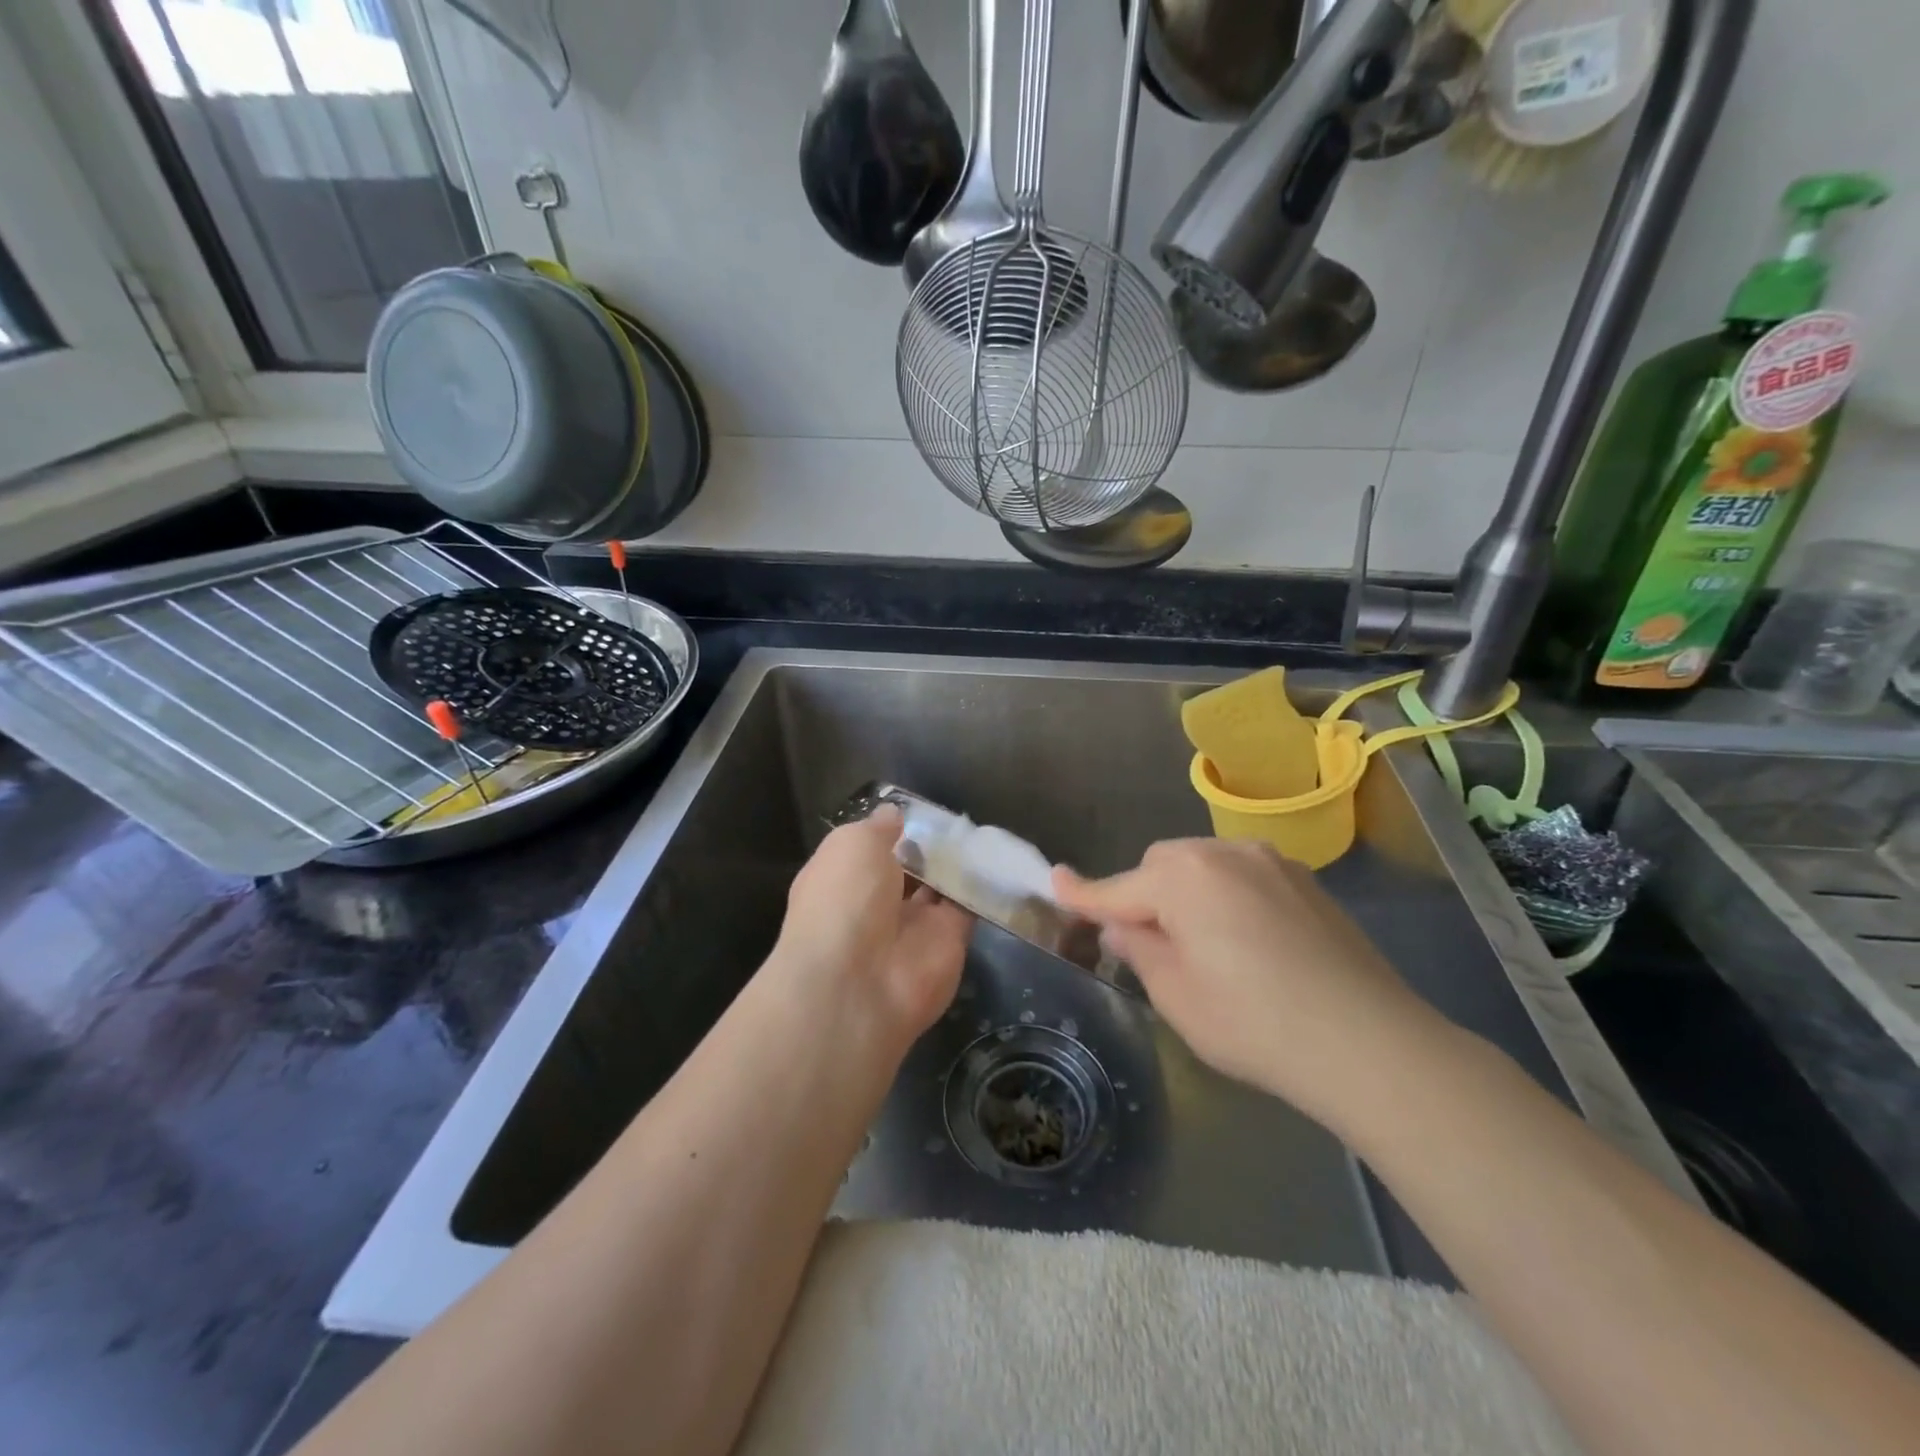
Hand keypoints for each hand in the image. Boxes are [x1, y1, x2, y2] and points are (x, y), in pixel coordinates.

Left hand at [773, 807, 971, 1047]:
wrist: (860, 984)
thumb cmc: (844, 900)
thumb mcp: (853, 844)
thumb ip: (878, 827)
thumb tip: (894, 814)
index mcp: (843, 877)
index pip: (870, 849)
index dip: (893, 829)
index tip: (919, 810)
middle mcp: (876, 901)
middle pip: (910, 866)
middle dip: (930, 844)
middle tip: (959, 818)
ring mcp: (914, 923)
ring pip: (941, 885)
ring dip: (958, 863)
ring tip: (983, 831)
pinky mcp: (950, 940)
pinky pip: (969, 906)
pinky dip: (984, 886)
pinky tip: (999, 858)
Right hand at [1053, 839, 1443, 1129]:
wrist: (1368, 1042)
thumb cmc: (1253, 1023)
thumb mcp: (1176, 995)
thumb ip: (1139, 949)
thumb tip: (1123, 926)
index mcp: (1183, 877)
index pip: (1117, 887)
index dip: (1082, 892)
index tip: (1054, 881)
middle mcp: (1224, 852)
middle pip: (1162, 866)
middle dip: (1145, 896)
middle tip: (1149, 945)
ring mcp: (1270, 862)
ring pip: (1203, 866)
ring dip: (1187, 894)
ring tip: (1202, 945)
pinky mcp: (1305, 881)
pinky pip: (1242, 877)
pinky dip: (1226, 897)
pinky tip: (1246, 943)